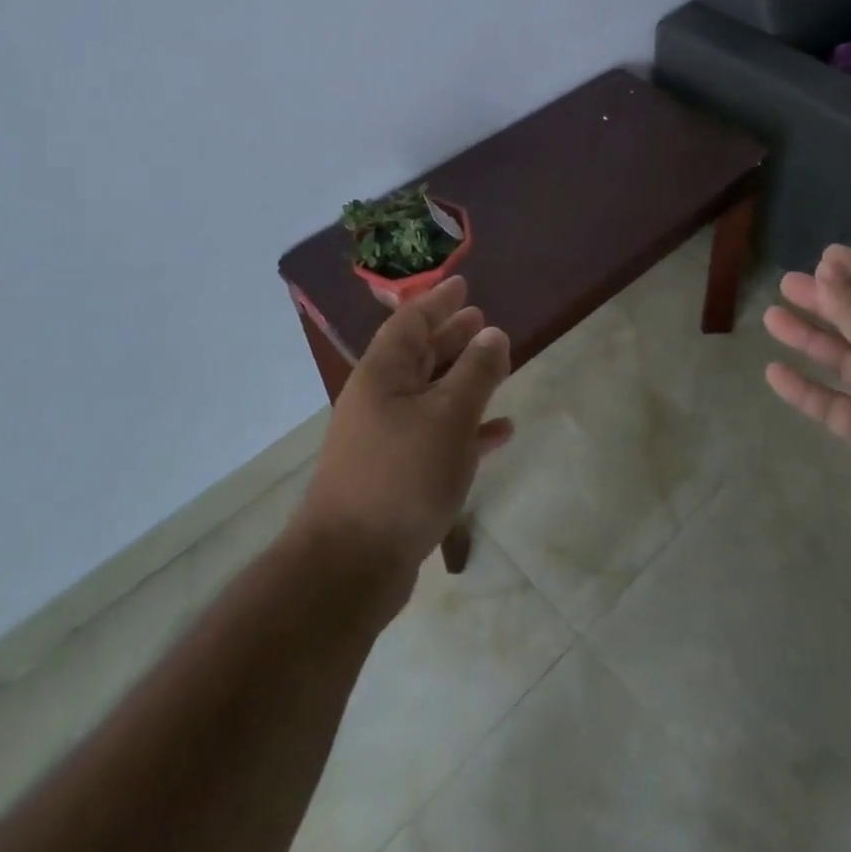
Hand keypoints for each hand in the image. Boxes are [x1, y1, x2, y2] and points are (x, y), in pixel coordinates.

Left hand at [293, 277, 512, 605]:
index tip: (464, 285)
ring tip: (497, 365)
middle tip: (482, 320)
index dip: (438, 301)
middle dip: (451, 336)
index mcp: (383, 375)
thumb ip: (475, 372)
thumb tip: (493, 333)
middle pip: (419, 355)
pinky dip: (467, 429)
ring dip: (462, 379)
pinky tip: (500, 432)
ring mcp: (386, 439)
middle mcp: (380, 400)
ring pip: (430, 395)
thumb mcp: (448, 417)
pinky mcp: (398, 475)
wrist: (350, 566)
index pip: (411, 322)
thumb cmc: (402, 476)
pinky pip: (437, 437)